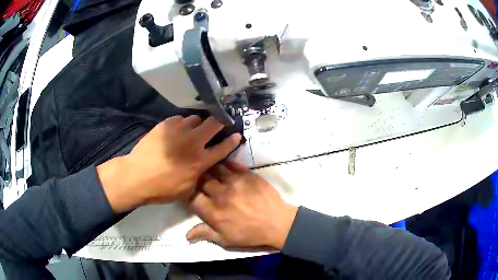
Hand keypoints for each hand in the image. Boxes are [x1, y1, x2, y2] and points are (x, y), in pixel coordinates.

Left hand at [97, 116, 241, 212]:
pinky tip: (176, 132)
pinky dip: (181, 124)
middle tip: (219, 124)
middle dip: (220, 121)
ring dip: (197, 124)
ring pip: (195, 119)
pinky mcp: (165, 125)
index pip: (223, 148)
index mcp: (200, 161)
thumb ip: (200, 176)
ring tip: (192, 131)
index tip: (236, 134)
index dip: (232, 141)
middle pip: (214, 124)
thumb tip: (205, 167)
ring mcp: (178, 131)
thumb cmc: (162, 188)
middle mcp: (193, 142)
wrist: (137, 176)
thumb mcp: (187, 190)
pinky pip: (179, 119)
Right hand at [186, 160, 297, 249]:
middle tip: (198, 180)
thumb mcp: (226, 240)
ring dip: (208, 168)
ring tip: (206, 167)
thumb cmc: (250, 234)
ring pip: (213, 168)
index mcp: (214, 213)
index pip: (191, 198)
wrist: (277, 223)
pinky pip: (230, 163)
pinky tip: (220, 161)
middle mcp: (220, 195)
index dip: (187, 195)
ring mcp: (234, 182)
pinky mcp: (246, 174)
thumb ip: (205, 234)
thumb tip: (187, 235)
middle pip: (200, 180)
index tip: (190, 195)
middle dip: (196, 179)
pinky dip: (222, 162)